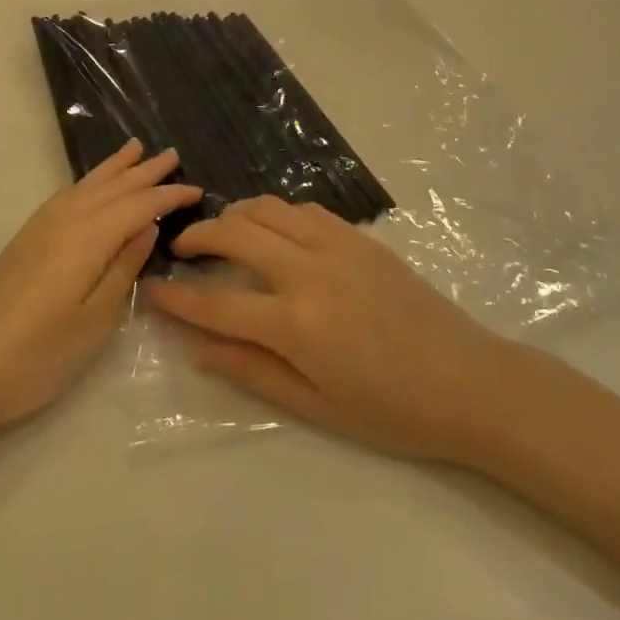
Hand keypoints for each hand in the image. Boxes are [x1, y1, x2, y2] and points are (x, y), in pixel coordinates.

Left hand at [0, 140, 201, 440]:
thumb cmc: (39, 356)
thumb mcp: (95, 320)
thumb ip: (124, 268)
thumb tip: (147, 229)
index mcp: (88, 238)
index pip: (139, 205)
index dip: (169, 196)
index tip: (198, 190)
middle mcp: (64, 220)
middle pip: (112, 186)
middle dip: (144, 170)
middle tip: (172, 154)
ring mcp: (40, 227)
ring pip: (86, 185)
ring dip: (114, 168)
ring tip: (135, 149)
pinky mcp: (25, 240)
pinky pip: (66, 195)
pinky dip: (88, 183)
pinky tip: (91, 186)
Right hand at [150, 196, 511, 463]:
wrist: (470, 382)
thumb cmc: (392, 410)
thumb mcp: (315, 406)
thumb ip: (251, 371)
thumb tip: (196, 348)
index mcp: (295, 324)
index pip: (215, 304)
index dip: (174, 298)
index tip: (148, 289)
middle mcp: (309, 272)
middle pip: (235, 234)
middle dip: (197, 236)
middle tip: (180, 250)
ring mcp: (338, 246)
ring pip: (268, 209)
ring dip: (234, 215)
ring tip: (221, 233)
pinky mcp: (361, 238)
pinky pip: (305, 210)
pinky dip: (276, 213)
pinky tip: (273, 231)